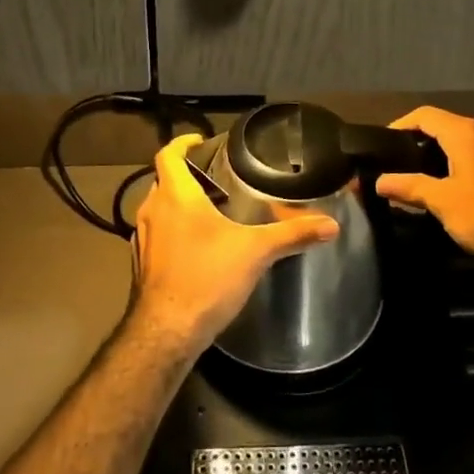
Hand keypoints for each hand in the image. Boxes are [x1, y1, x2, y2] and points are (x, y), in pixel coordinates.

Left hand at [129, 134, 339, 354]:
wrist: (166, 332)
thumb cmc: (207, 277)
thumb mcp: (256, 251)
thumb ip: (292, 234)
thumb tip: (331, 225)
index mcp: (175, 196)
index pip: (168, 154)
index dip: (182, 143)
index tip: (200, 141)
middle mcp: (152, 211)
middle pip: (164, 180)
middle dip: (186, 175)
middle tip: (216, 178)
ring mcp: (142, 239)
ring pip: (158, 209)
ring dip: (178, 205)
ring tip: (210, 210)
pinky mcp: (141, 265)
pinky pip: (156, 235)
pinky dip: (173, 231)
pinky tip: (197, 247)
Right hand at [373, 106, 473, 264]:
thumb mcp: (442, 202)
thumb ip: (408, 187)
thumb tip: (379, 181)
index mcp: (465, 133)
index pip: (424, 115)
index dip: (400, 125)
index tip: (382, 144)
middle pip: (443, 125)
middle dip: (417, 140)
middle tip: (396, 161)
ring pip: (461, 140)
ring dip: (438, 152)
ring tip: (417, 174)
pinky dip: (456, 162)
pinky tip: (447, 184)